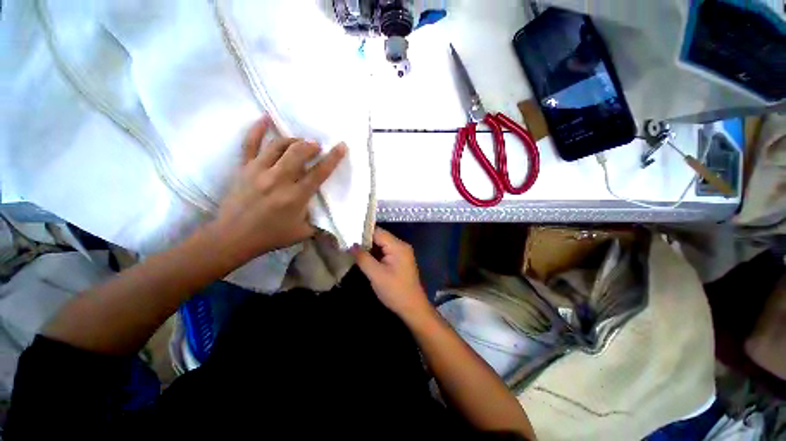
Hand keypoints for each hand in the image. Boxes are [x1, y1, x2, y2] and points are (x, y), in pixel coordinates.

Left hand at [211, 115, 345, 263]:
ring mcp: (258, 171)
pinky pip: (250, 144)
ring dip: (293, 140)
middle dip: (311, 146)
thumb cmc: (271, 236)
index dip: (333, 158)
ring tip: (300, 142)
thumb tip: (329, 214)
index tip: (341, 146)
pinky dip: (257, 129)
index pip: (319, 173)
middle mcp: (278, 179)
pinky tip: (264, 118)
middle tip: (316, 147)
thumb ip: (319, 222)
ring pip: (278, 145)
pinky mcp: (244, 168)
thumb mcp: (302, 233)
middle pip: (298, 153)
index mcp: (295, 196)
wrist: (233, 237)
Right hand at [351, 228, 432, 321]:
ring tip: (353, 251)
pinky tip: (364, 258)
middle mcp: (401, 245)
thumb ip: (363, 258)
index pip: (378, 232)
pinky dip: (375, 254)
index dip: (362, 233)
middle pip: (380, 237)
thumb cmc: (395, 291)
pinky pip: (385, 252)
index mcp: (398, 246)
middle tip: (348, 245)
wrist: (412, 307)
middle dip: (365, 241)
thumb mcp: (376, 274)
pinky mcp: (399, 260)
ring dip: (369, 248)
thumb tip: (351, 245)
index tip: (348, 236)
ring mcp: (401, 253)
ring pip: (381, 245)